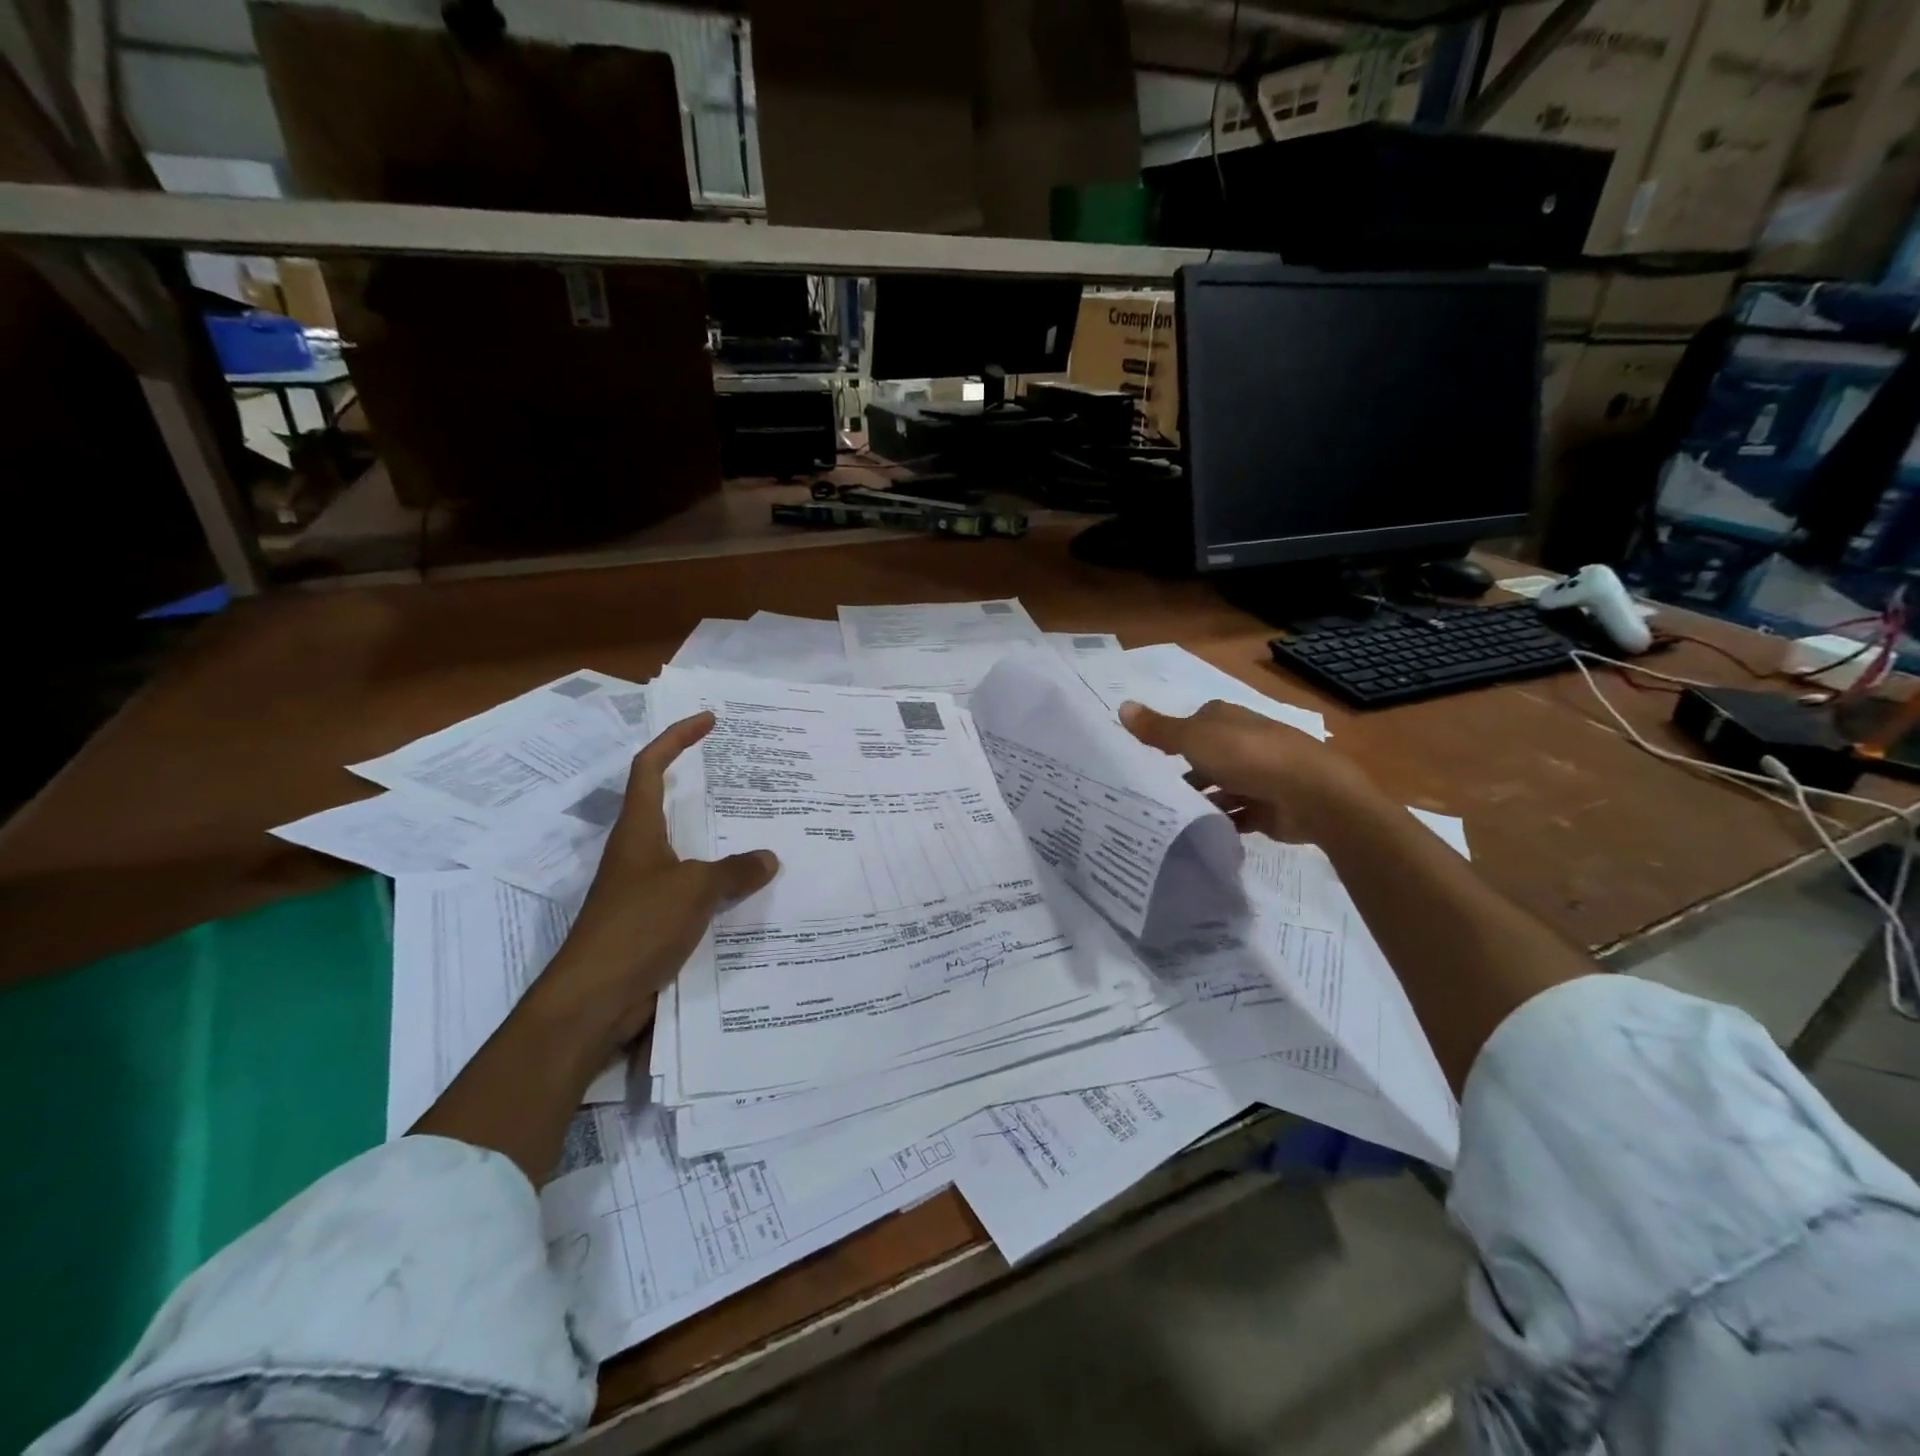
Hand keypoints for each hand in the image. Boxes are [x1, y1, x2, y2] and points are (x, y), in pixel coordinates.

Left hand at [529, 711, 779, 1068]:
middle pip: (667, 803)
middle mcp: (638, 852)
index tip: (708, 720)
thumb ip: (735, 871)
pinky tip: (748, 890)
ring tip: (758, 828)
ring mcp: (644, 887)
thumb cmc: (637, 927)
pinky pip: (693, 887)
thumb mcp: (694, 890)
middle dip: (701, 784)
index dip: (676, 738)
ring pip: (685, 848)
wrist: (595, 999)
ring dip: (716, 837)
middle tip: (743, 774)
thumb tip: (769, 858)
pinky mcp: (653, 920)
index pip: (651, 767)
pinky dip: (719, 881)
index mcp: (638, 831)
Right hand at [1119, 699, 1380, 843]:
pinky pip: (1235, 815)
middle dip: (1182, 773)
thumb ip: (1157, 730)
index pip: (1190, 724)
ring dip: (1201, 800)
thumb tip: (1121, 706)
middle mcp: (1242, 742)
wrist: (1312, 795)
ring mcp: (1257, 775)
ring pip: (1219, 787)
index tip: (1144, 758)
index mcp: (1225, 718)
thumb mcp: (1194, 739)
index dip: (1169, 738)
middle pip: (1204, 757)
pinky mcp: (1267, 807)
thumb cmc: (1248, 757)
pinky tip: (1198, 833)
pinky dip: (1220, 822)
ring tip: (1168, 818)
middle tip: (1149, 794)